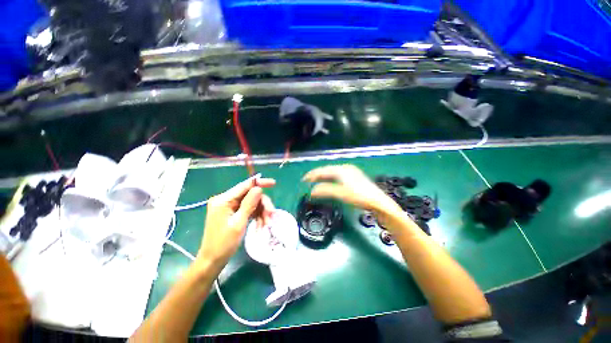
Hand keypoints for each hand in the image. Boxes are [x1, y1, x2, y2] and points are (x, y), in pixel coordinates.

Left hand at [197, 176, 275, 271]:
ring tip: (267, 223)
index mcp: (223, 200)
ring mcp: (229, 207)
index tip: (274, 183)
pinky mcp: (232, 213)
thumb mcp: (238, 223)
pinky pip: (248, 210)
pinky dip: (256, 216)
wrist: (213, 261)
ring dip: (261, 212)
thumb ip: (249, 204)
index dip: (260, 183)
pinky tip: (261, 224)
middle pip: (250, 195)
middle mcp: (226, 200)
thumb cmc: (224, 244)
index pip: (245, 186)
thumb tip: (258, 188)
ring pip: (251, 203)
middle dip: (262, 204)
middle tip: (271, 215)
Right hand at [303, 164, 409, 231]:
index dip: (312, 175)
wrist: (379, 202)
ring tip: (315, 182)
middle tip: (307, 181)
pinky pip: (337, 176)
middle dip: (317, 175)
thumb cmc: (359, 197)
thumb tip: (311, 191)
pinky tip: (328, 182)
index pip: (323, 171)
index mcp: (341, 170)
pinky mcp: (354, 177)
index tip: (304, 180)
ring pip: (332, 172)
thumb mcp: (341, 194)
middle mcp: (345, 168)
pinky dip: (330, 179)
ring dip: (323, 177)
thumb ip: (325, 190)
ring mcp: (351, 172)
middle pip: (327, 170)